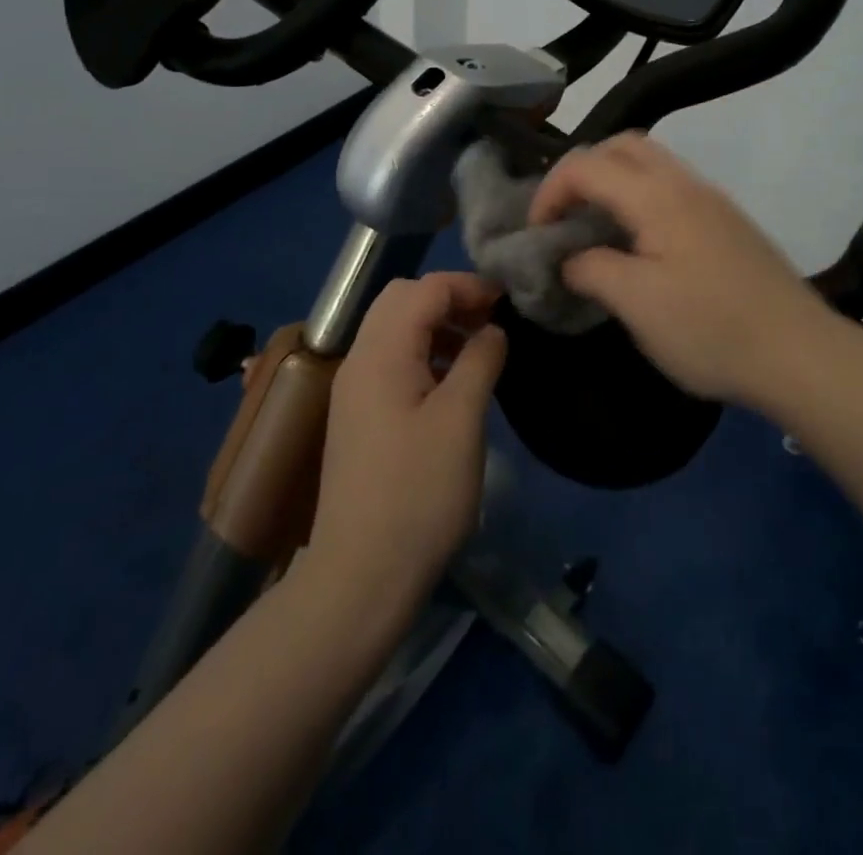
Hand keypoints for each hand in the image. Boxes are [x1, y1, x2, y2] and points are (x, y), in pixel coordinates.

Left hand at [309, 273, 506, 608]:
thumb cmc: (419, 492)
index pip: (424, 289)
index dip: (468, 286)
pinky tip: (453, 383)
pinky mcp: (358, 416)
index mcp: (381, 352)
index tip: (508, 302)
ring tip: (478, 350)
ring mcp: (354, 389)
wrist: (360, 575)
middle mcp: (359, 359)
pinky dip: (424, 353)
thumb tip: (493, 329)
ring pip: (395, 329)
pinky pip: (392, 360)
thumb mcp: (461, 419)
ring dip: (437, 325)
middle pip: (402, 300)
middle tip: (491, 321)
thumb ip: (480, 360)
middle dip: (450, 299)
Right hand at [530, 132, 837, 404]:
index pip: (586, 165)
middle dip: (581, 172)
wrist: (801, 354)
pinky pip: (671, 187)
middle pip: (622, 146)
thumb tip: (569, 258)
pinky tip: (639, 243)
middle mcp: (686, 184)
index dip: (550, 192)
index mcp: (657, 196)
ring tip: (595, 228)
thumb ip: (591, 269)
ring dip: (612, 182)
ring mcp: (712, 200)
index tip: (537, 235)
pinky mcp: (728, 222)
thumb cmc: (711, 329)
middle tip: (564, 217)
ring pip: (650, 163)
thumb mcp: (637, 304)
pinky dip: (639, 196)